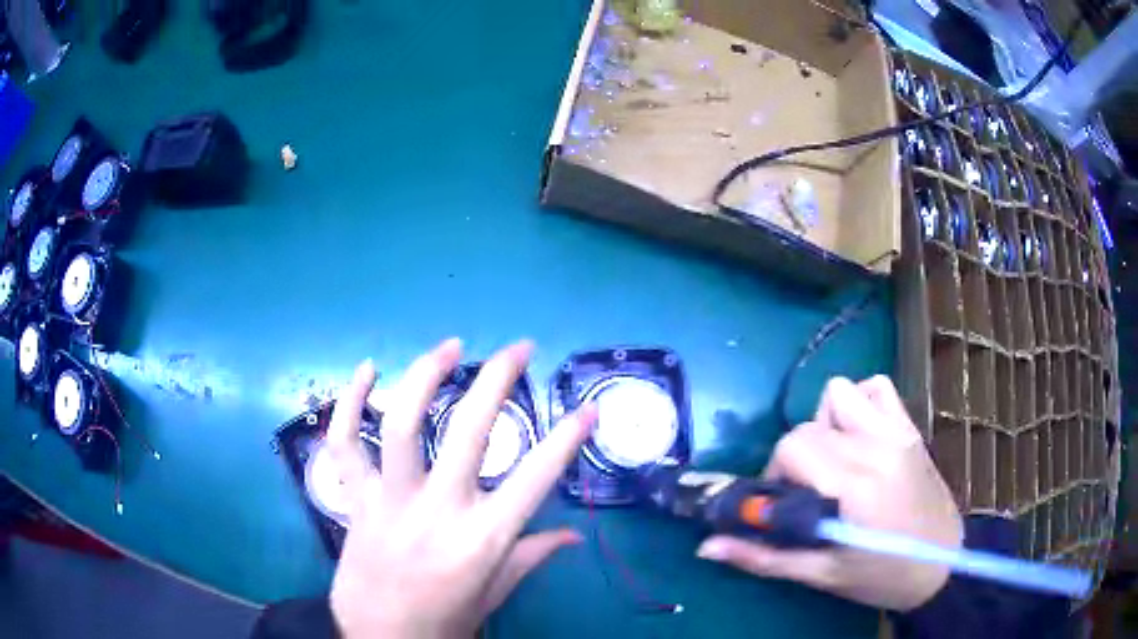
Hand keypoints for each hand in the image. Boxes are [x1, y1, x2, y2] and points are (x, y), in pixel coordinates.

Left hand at [327, 339, 596, 637]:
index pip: (536, 479)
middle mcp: (439, 511)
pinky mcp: (357, 499)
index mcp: (483, 539)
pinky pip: (345, 444)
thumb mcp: (495, 592)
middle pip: (472, 432)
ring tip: (450, 346)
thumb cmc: (444, 621)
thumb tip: (573, 536)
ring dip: (426, 377)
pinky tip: (367, 370)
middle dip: (498, 381)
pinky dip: (350, 403)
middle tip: (518, 348)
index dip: (566, 440)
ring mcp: (392, 501)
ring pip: (404, 425)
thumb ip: (532, 556)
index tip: (587, 409)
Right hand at [696, 376, 962, 610]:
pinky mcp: (909, 427)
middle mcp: (876, 446)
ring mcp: (896, 431)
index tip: (783, 506)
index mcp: (856, 485)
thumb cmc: (881, 576)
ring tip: (833, 461)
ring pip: (839, 393)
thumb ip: (764, 557)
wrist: (942, 563)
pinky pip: (876, 388)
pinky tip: (859, 438)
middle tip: (807, 494)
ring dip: (825, 424)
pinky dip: (859, 404)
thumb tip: (706, 546)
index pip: (794, 447)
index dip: (776, 476)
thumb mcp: (821, 575)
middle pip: (809, 426)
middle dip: (795, 459)